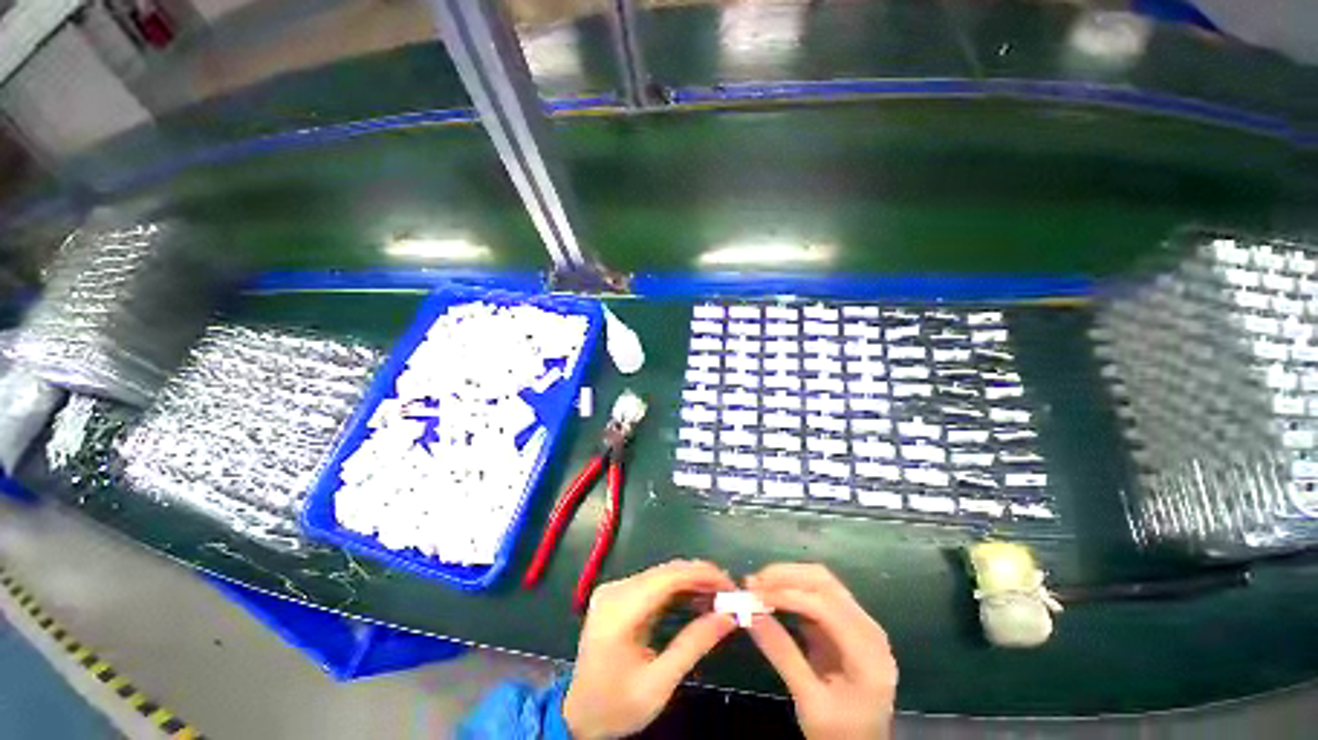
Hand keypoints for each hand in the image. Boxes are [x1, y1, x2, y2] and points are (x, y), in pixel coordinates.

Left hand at [563, 560, 736, 738]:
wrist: (578, 715)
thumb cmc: (617, 706)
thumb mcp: (659, 684)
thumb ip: (693, 645)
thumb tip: (728, 617)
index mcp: (620, 611)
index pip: (668, 577)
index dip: (702, 574)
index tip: (730, 585)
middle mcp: (615, 590)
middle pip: (666, 571)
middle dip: (700, 577)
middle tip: (729, 594)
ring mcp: (614, 590)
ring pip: (661, 574)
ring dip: (691, 582)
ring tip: (718, 597)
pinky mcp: (616, 595)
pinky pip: (653, 583)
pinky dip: (677, 589)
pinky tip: (695, 600)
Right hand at [747, 564, 896, 739]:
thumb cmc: (839, 733)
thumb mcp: (809, 701)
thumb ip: (782, 654)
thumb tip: (749, 613)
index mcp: (868, 654)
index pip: (827, 607)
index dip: (789, 594)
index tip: (755, 594)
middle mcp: (869, 630)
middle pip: (826, 584)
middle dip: (786, 577)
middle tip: (753, 583)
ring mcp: (859, 624)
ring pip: (821, 582)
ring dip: (788, 578)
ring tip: (757, 585)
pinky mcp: (845, 623)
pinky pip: (818, 594)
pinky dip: (792, 589)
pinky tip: (771, 595)